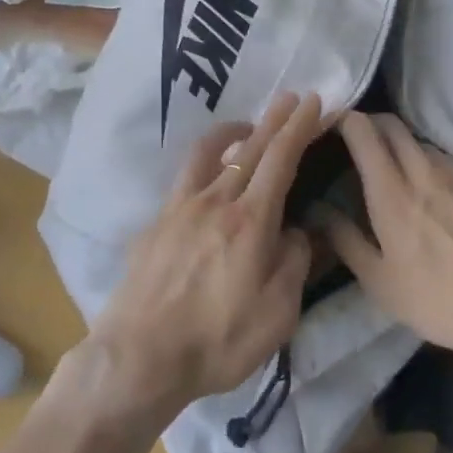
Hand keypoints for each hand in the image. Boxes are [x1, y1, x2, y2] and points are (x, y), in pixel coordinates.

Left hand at [75, 92, 320, 430]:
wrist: (140, 356)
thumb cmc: (217, 342)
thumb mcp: (276, 316)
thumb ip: (293, 265)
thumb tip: (296, 232)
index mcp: (250, 221)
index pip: (280, 160)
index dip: (299, 127)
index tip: (313, 102)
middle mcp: (215, 201)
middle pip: (249, 148)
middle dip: (274, 119)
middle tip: (290, 96)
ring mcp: (180, 207)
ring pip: (209, 153)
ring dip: (233, 132)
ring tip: (247, 127)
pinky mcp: (156, 222)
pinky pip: (186, 179)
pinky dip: (206, 165)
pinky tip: (209, 179)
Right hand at [327, 112, 452, 370]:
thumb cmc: (438, 299)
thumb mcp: (380, 282)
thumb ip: (345, 240)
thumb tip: (319, 210)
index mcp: (391, 190)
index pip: (363, 131)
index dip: (342, 120)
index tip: (329, 128)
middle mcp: (422, 169)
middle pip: (391, 123)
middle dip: (369, 123)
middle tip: (355, 144)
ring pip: (418, 140)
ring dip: (398, 143)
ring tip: (391, 168)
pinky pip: (443, 157)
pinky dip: (425, 160)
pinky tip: (428, 189)